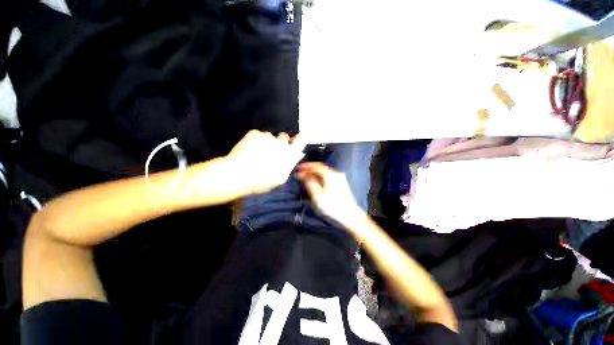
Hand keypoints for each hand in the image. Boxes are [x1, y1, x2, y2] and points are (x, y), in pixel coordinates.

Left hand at [226, 130, 303, 195]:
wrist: (236, 174)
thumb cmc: (260, 180)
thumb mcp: (279, 180)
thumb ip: (287, 169)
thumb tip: (290, 162)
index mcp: (287, 154)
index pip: (299, 141)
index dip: (299, 140)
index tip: (297, 140)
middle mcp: (279, 142)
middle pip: (284, 137)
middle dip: (280, 142)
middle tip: (272, 152)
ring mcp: (266, 136)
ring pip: (269, 137)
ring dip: (267, 142)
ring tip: (258, 153)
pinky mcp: (254, 133)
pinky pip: (258, 134)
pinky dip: (256, 140)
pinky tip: (250, 150)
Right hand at [296, 162, 362, 224]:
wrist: (351, 216)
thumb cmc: (332, 206)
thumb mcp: (317, 195)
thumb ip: (309, 183)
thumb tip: (303, 175)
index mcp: (330, 175)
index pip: (316, 166)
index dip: (306, 166)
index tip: (298, 168)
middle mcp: (336, 173)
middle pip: (320, 168)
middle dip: (309, 170)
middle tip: (300, 174)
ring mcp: (340, 178)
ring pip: (324, 173)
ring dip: (315, 174)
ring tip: (306, 178)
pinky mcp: (341, 184)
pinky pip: (328, 177)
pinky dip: (320, 178)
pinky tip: (316, 183)